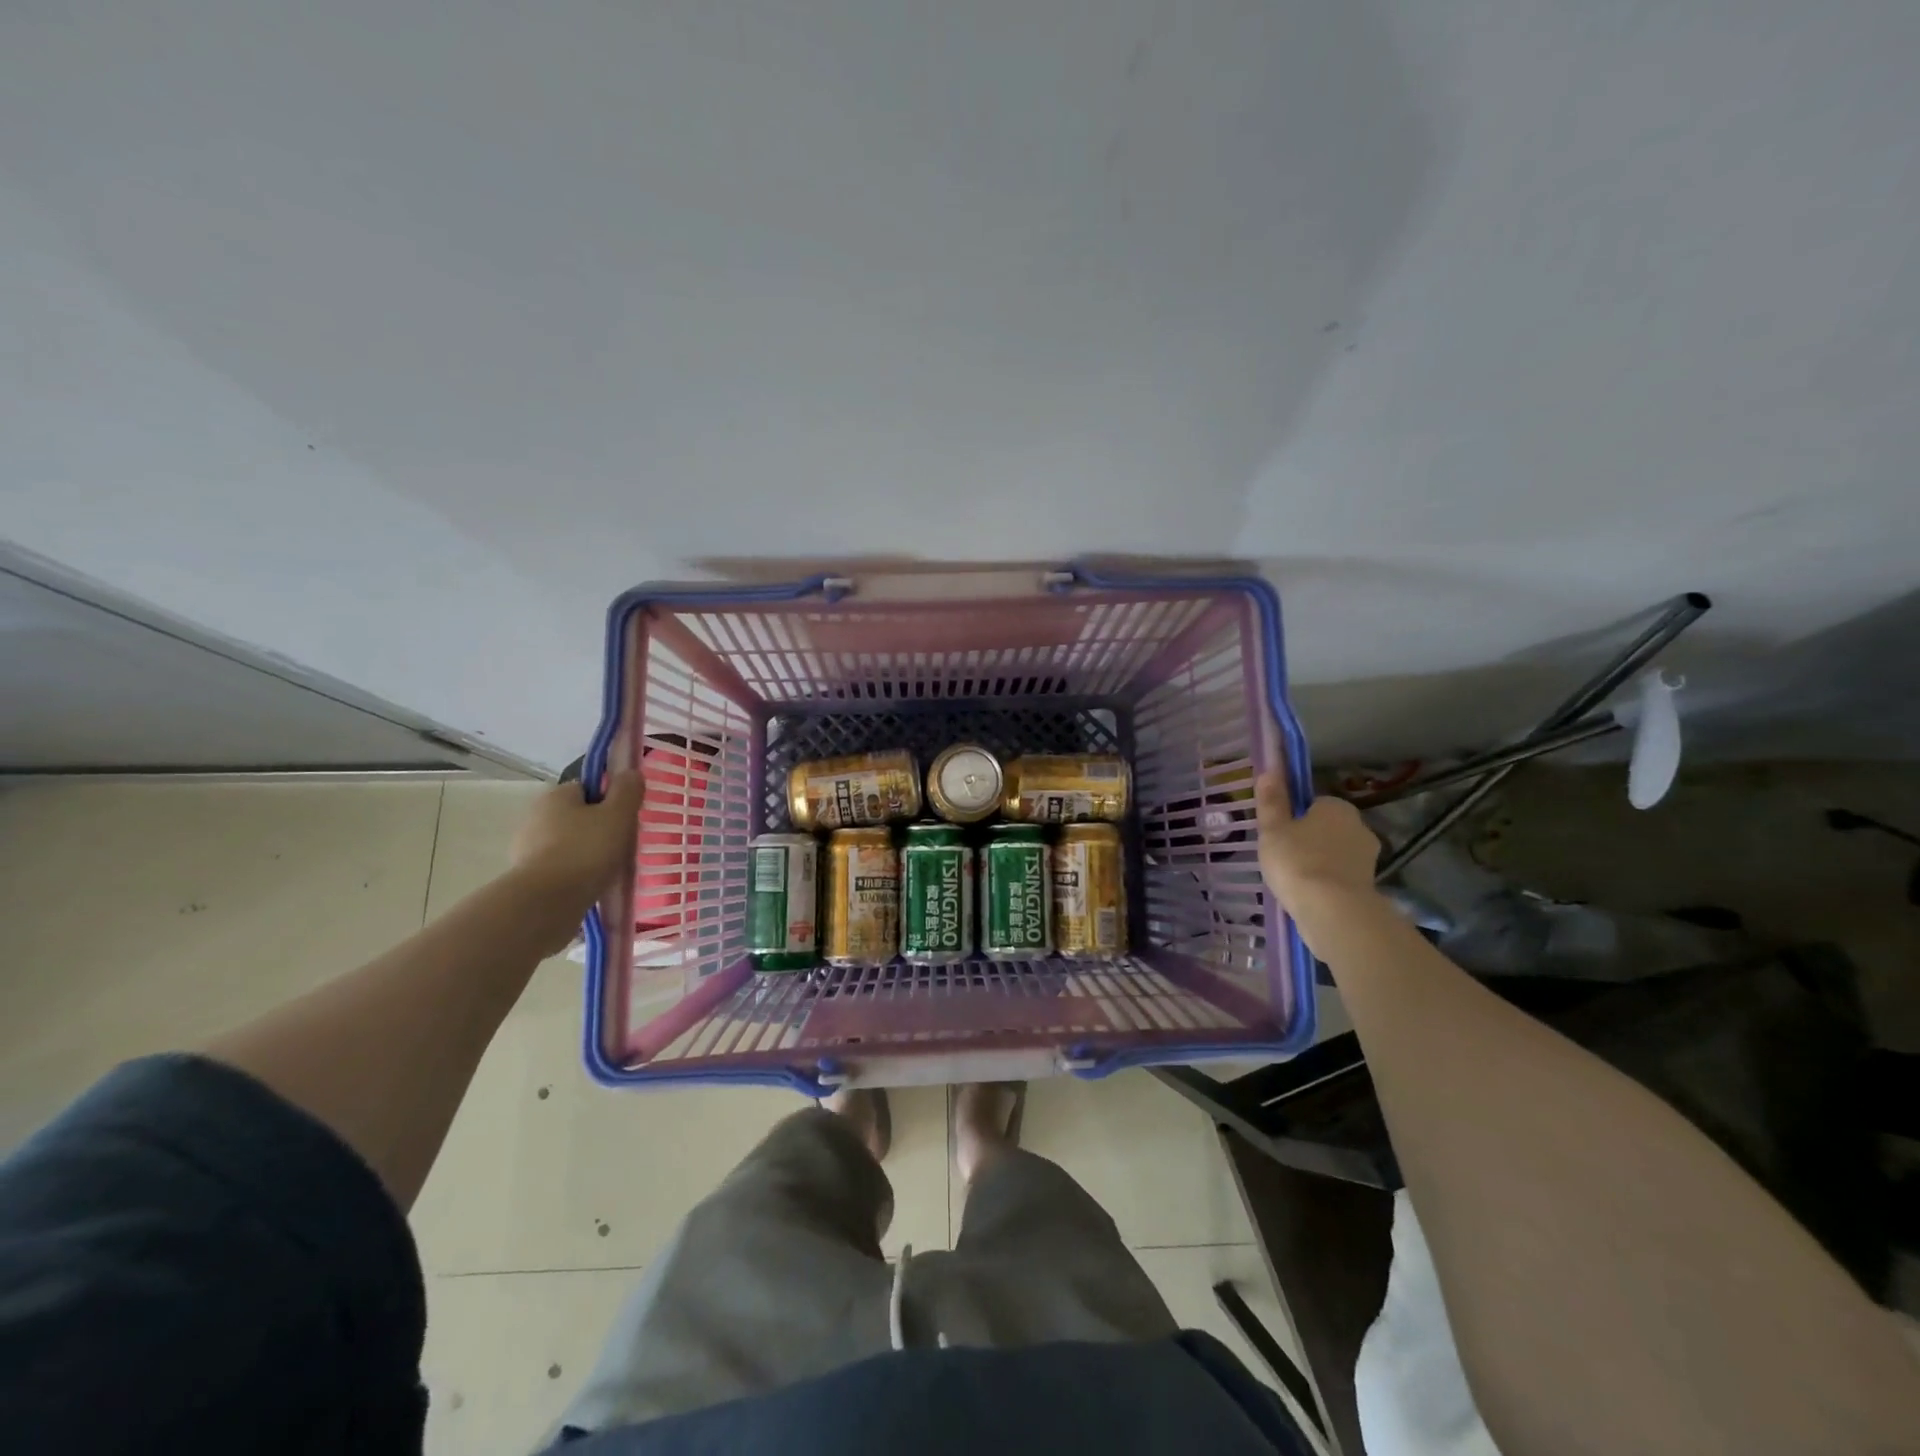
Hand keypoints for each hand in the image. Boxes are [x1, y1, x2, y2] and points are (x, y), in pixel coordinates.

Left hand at [511, 771, 642, 944]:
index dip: (609, 800)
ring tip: (610, 870)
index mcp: (556, 795)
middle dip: (599, 828)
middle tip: (622, 845)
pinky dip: (575, 874)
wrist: (546, 903)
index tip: (625, 818)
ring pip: (569, 843)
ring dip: (587, 853)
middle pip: (578, 816)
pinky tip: (592, 886)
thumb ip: (627, 791)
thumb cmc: (586, 851)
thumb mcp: (618, 815)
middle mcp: (536, 817)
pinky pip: (561, 869)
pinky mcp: (528, 878)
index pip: (588, 788)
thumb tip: (630, 772)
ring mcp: (527, 849)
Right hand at [1255, 771, 1381, 921]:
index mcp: (1337, 807)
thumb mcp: (1273, 828)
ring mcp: (1368, 857)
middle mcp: (1359, 826)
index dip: (1294, 817)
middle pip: (1327, 828)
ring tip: (1293, 880)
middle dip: (1309, 839)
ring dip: (1319, 862)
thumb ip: (1271, 800)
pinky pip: (1341, 877)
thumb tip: (1270, 769)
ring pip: (1335, 853)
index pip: (1313, 804)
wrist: (1333, 911)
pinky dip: (1328, 883)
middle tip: (1282, 857)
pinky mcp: (1370, 885)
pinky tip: (1310, 895)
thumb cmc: (1297, 861)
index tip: (1278, 833)